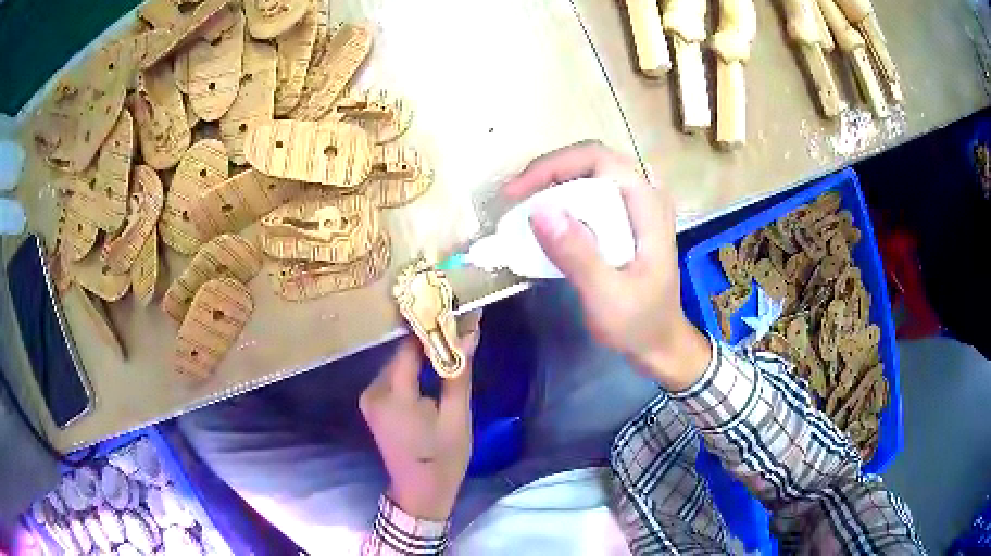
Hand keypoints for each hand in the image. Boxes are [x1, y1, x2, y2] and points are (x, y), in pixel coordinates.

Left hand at [359, 315, 481, 520]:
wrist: (420, 492)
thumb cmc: (443, 459)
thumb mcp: (457, 416)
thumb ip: (458, 371)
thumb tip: (469, 329)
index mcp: (393, 396)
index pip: (409, 346)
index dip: (432, 326)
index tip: (456, 312)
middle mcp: (373, 390)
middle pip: (402, 352)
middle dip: (430, 340)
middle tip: (460, 329)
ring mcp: (369, 397)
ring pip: (398, 362)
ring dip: (422, 354)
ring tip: (451, 346)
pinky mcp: (372, 403)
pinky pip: (394, 376)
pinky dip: (413, 369)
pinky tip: (432, 369)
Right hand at [503, 141, 709, 389]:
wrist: (660, 345)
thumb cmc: (639, 324)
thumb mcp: (607, 296)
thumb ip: (578, 254)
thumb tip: (538, 209)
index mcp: (647, 205)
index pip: (598, 158)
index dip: (553, 165)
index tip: (517, 193)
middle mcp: (644, 196)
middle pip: (591, 162)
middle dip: (548, 174)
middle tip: (514, 200)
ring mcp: (637, 207)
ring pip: (588, 176)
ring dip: (552, 186)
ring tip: (521, 209)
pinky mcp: (627, 221)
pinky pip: (591, 196)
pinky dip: (563, 202)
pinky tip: (544, 222)